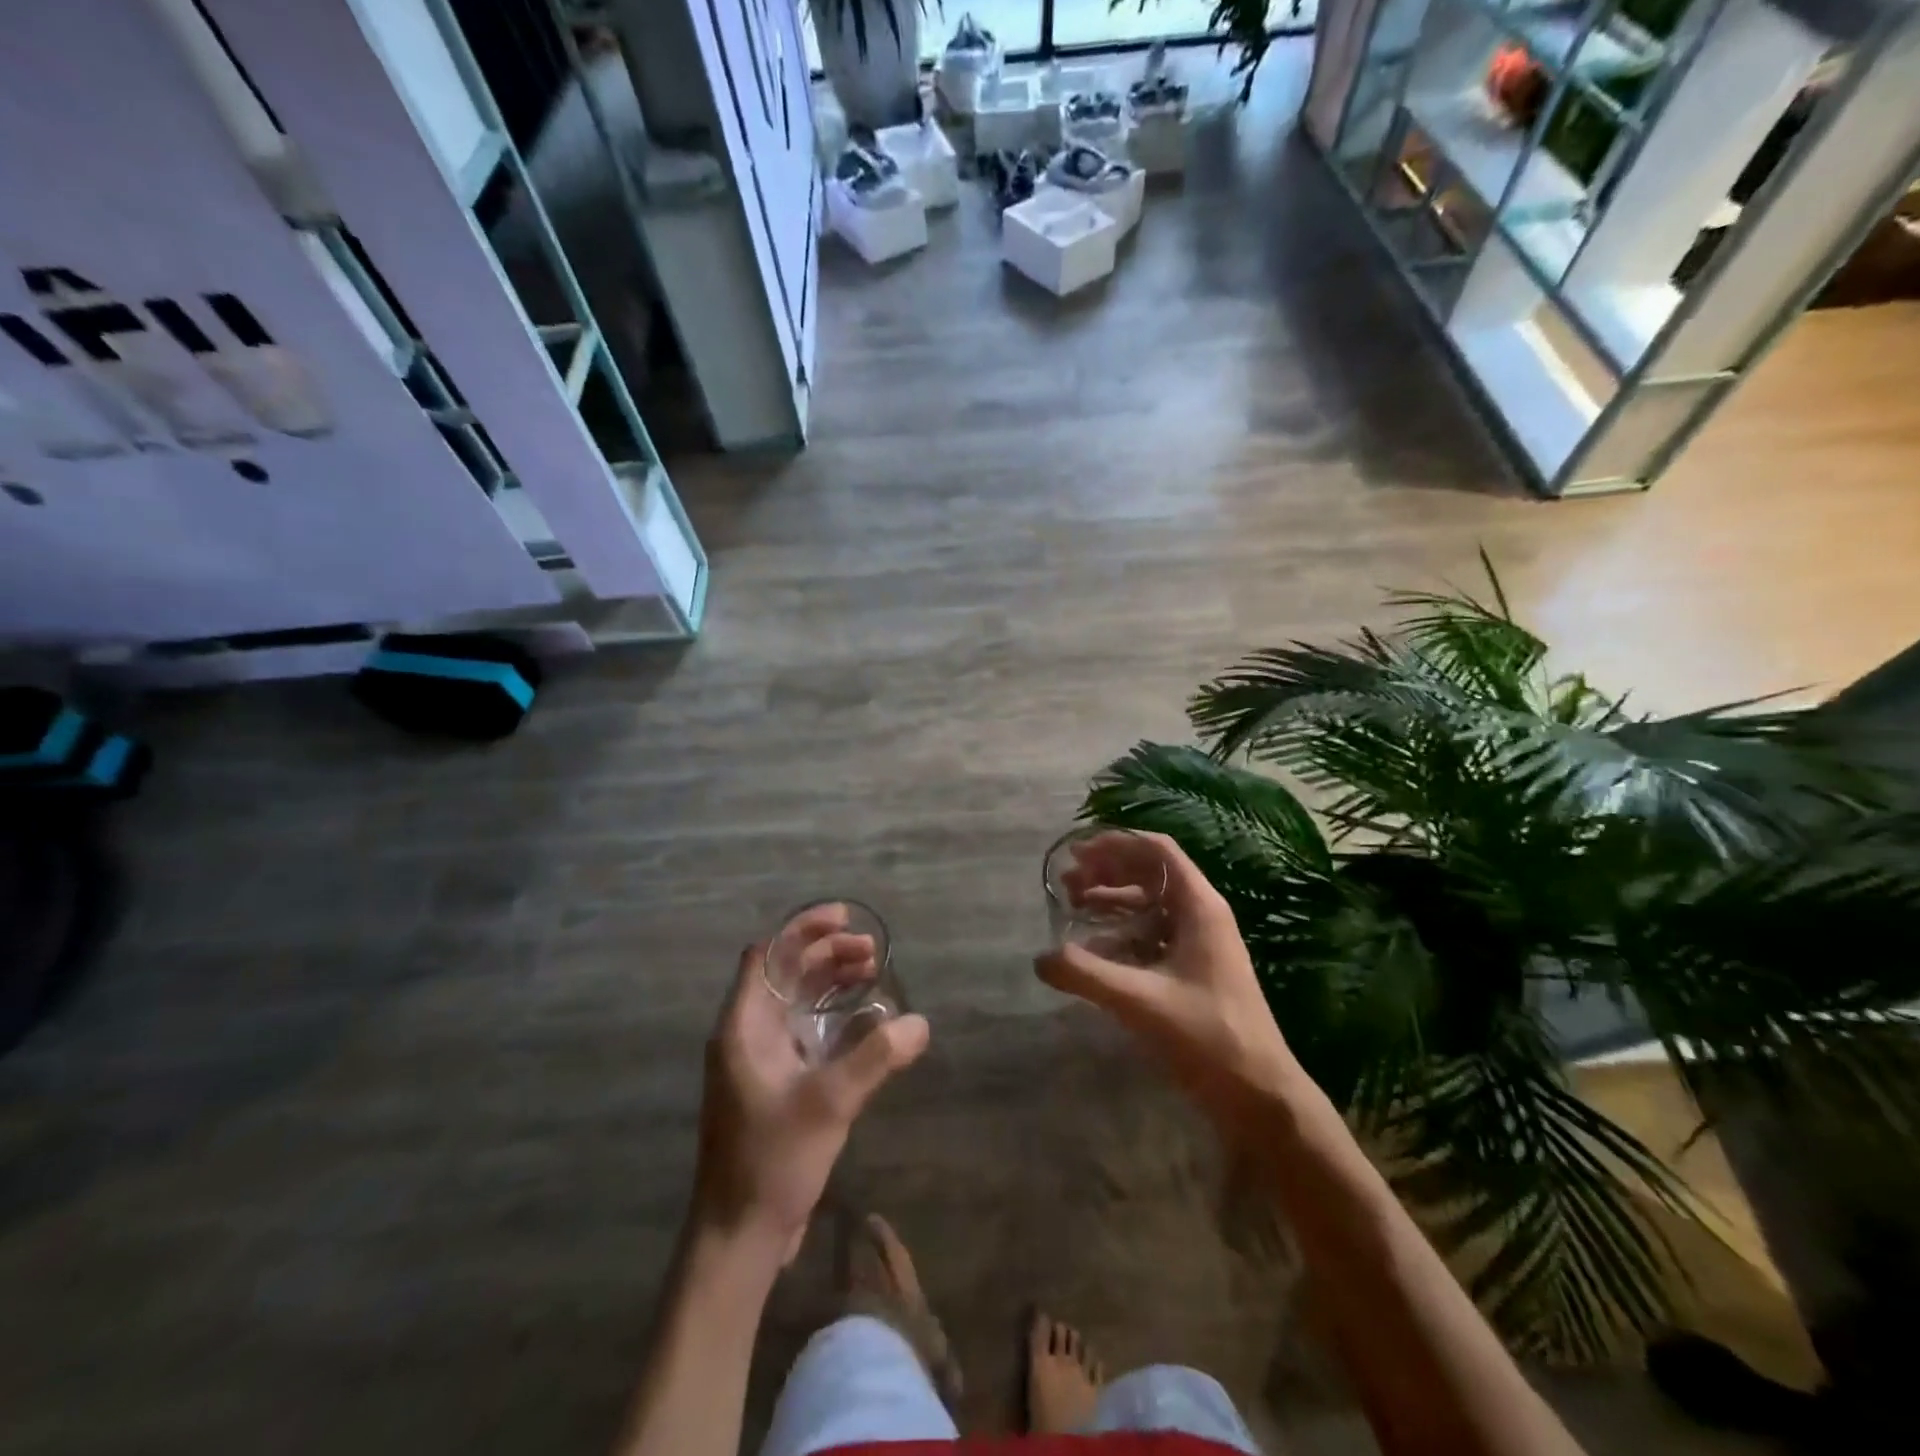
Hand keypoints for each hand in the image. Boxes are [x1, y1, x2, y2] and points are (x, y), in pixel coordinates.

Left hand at [691, 936, 928, 1264]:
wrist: (739, 1236)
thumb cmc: (771, 1160)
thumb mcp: (828, 1104)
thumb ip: (875, 1058)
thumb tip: (920, 1023)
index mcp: (743, 1025)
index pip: (769, 954)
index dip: (804, 930)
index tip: (846, 920)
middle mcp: (747, 1033)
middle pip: (787, 973)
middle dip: (827, 954)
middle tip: (872, 952)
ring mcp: (759, 1058)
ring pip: (796, 1000)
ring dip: (831, 982)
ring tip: (872, 973)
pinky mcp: (774, 1082)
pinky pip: (803, 1030)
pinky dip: (831, 1015)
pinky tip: (865, 1020)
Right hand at [1035, 830, 1295, 1127]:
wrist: (1261, 1096)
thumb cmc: (1209, 1037)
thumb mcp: (1141, 1001)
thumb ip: (1087, 975)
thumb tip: (1040, 958)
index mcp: (1200, 907)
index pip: (1157, 851)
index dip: (1116, 843)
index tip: (1078, 851)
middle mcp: (1202, 915)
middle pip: (1151, 873)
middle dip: (1107, 870)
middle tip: (1067, 881)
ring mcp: (1200, 943)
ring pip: (1150, 904)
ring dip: (1112, 899)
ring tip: (1073, 905)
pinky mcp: (1194, 969)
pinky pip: (1153, 934)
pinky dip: (1122, 932)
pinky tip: (1094, 948)